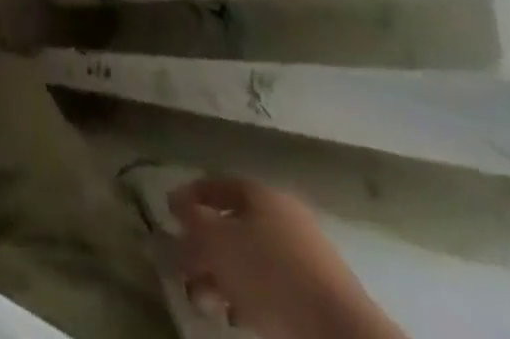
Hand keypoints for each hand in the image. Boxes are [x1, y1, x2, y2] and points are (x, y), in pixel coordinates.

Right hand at [170, 177, 398, 338]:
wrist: (342, 334)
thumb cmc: (271, 274)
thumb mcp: (217, 242)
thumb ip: (191, 221)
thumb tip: (174, 202)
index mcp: (260, 193)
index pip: (215, 185)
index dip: (189, 197)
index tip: (168, 217)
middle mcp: (282, 215)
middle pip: (231, 225)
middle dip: (203, 248)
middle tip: (182, 270)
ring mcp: (303, 255)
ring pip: (249, 258)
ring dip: (221, 277)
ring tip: (203, 302)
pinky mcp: (315, 294)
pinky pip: (270, 285)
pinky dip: (247, 296)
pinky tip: (234, 316)